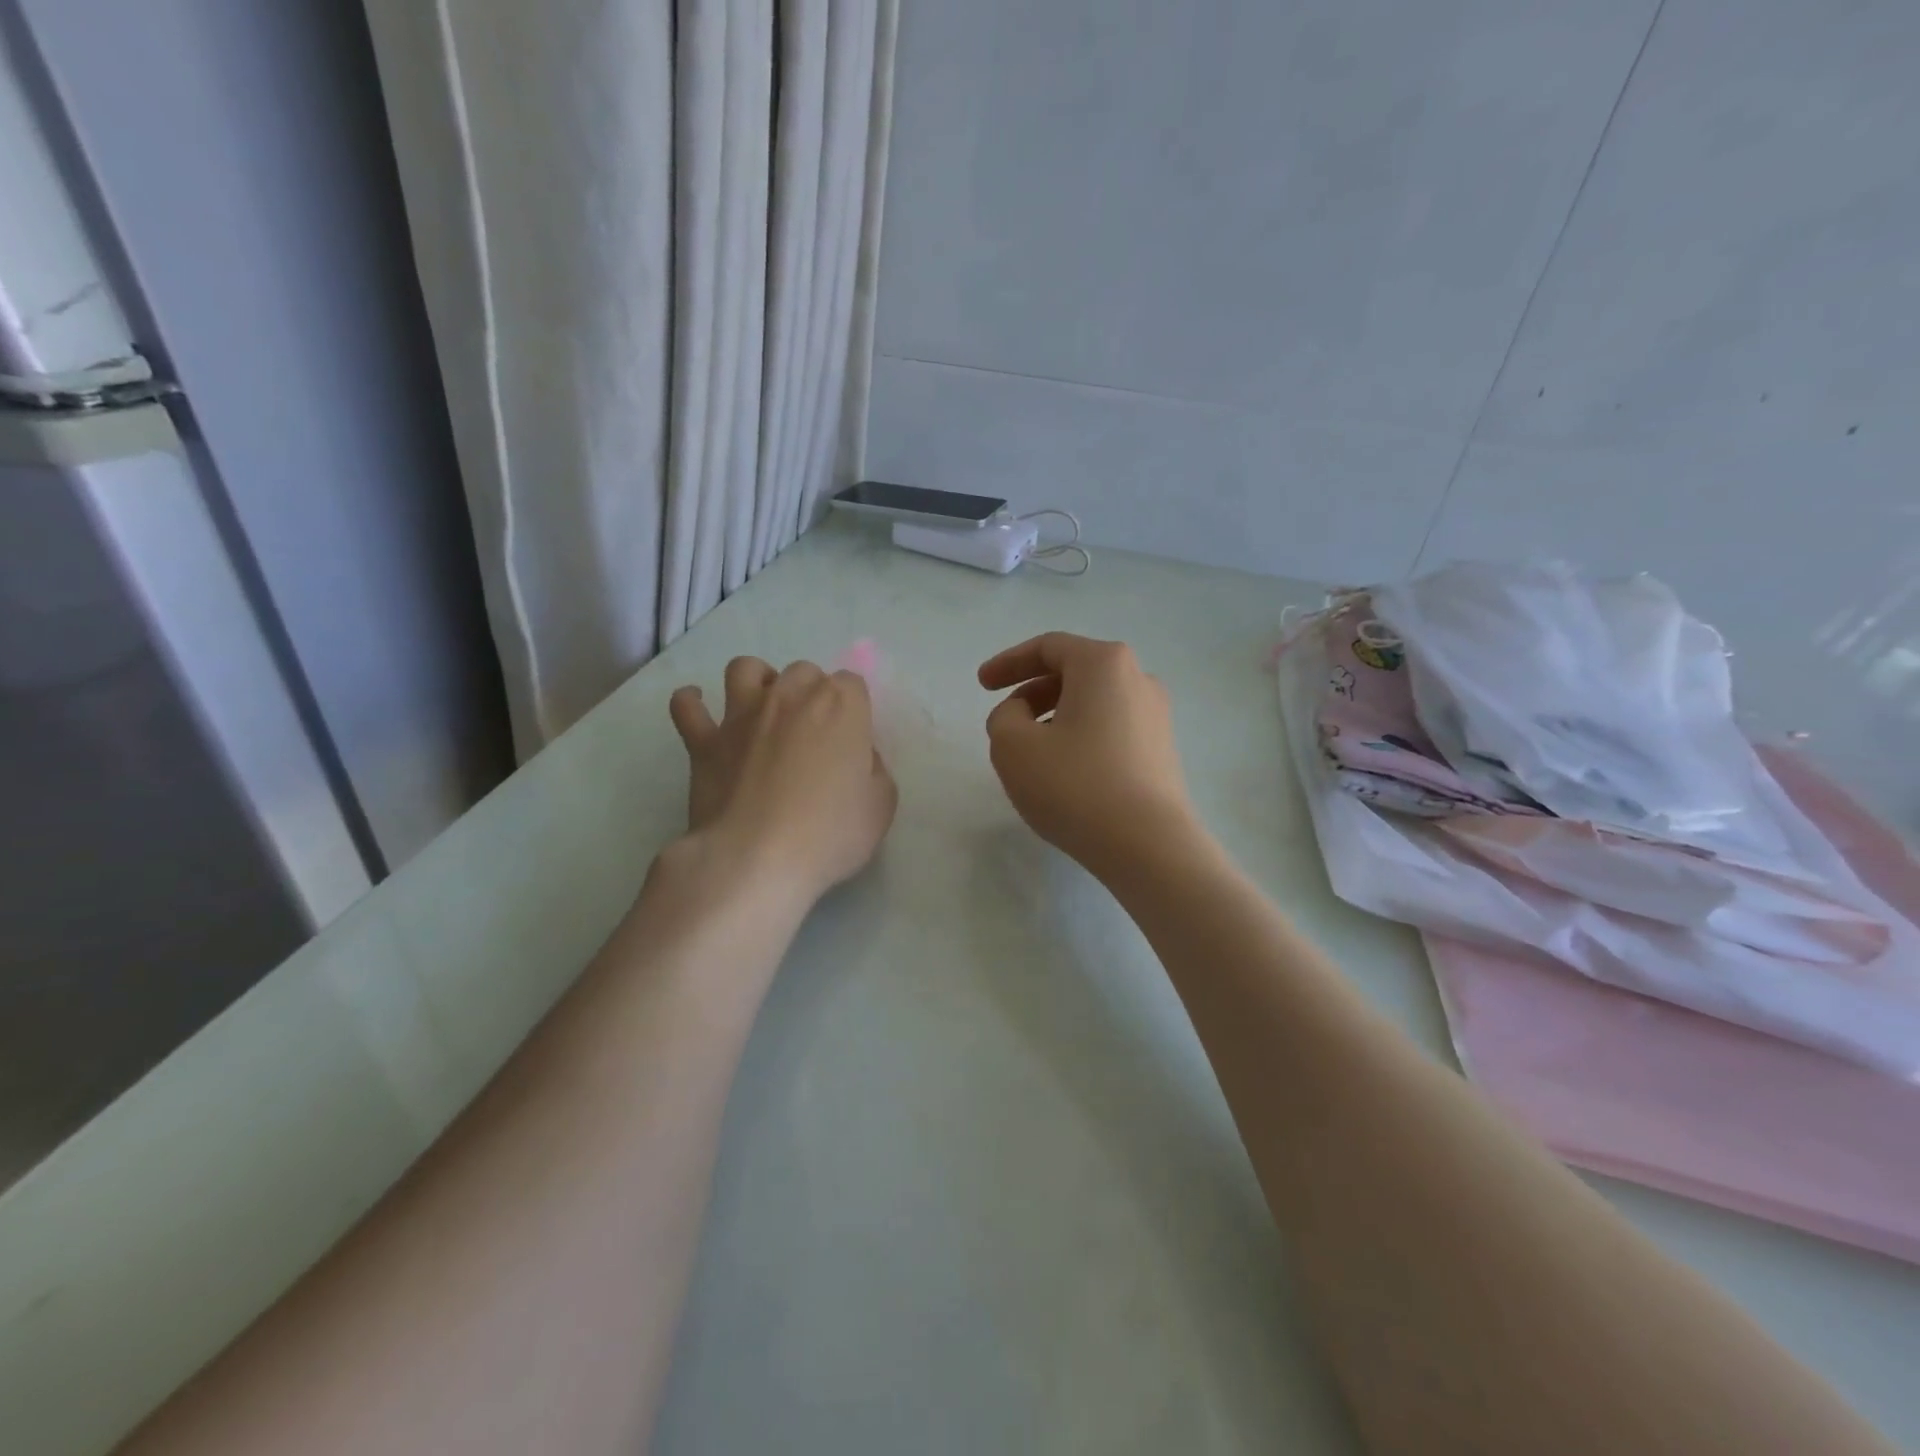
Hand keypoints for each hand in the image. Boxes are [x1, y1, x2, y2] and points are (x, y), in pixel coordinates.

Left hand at [669, 657, 897, 904]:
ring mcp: (741, 715)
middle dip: (810, 693)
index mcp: (839, 705)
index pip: (851, 683)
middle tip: (812, 731)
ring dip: (757, 681)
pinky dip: (692, 702)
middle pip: (803, 672)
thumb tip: (856, 754)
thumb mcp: (881, 804)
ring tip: (763, 709)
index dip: (853, 708)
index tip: (852, 739)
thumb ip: (873, 767)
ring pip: (745, 669)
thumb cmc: (830, 833)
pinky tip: (699, 709)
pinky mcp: (703, 741)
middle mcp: (790, 696)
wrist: (756, 859)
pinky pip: (687, 705)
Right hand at [979, 633, 1196, 876]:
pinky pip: (1111, 728)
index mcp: (1104, 664)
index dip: (1008, 663)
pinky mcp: (1162, 750)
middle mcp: (1138, 679)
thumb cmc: (1075, 785)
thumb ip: (1004, 717)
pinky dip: (1080, 737)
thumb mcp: (1013, 746)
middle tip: (1006, 722)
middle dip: (1032, 692)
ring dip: (1056, 717)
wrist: (1148, 846)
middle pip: (1074, 672)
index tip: (982, 685)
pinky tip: (1065, 772)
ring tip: (1032, 753)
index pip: (1048, 647)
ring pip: (1093, 703)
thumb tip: (1022, 715)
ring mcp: (1156, 716)